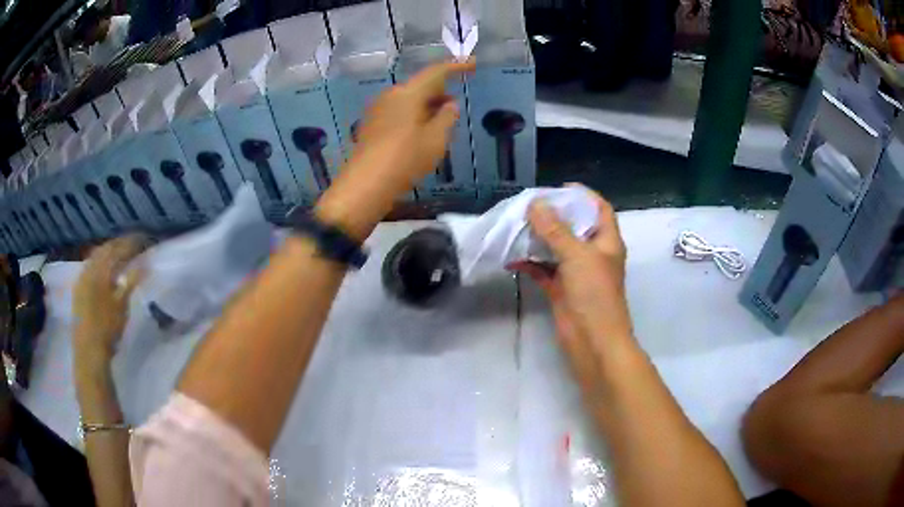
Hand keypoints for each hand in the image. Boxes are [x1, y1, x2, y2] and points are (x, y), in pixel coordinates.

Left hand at [73, 236, 146, 370]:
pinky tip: (104, 271)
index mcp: (101, 269)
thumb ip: (131, 281)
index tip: (144, 240)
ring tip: (119, 256)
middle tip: (133, 245)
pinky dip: (99, 263)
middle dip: (119, 245)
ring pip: (96, 256)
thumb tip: (146, 263)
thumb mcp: (122, 305)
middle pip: (105, 249)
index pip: (117, 248)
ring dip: (108, 253)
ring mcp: (81, 278)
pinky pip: (89, 267)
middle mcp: (89, 268)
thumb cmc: (108, 329)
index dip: (131, 243)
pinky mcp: (78, 289)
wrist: (89, 351)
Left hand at [353, 60, 474, 186]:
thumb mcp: (436, 139)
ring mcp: (377, 110)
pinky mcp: (371, 126)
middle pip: (420, 86)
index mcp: (408, 93)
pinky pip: (397, 112)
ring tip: (441, 123)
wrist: (366, 185)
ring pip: (408, 100)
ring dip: (426, 106)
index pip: (435, 72)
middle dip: (439, 92)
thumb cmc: (405, 159)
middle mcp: (390, 96)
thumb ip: (447, 117)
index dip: (456, 67)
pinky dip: (413, 116)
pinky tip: (420, 134)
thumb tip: (450, 104)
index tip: (472, 64)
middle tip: (455, 105)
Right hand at [514, 186, 635, 393]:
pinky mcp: (562, 290)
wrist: (593, 341)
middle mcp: (593, 254)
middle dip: (555, 216)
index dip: (584, 196)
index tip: (560, 188)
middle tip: (531, 206)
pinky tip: (513, 258)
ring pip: (557, 249)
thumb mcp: (577, 256)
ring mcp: (577, 273)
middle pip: (575, 227)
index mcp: (607, 242)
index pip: (599, 209)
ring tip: (518, 226)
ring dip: (540, 239)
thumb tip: (535, 204)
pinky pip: (544, 271)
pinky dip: (531, 264)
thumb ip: (555, 230)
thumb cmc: (594, 294)